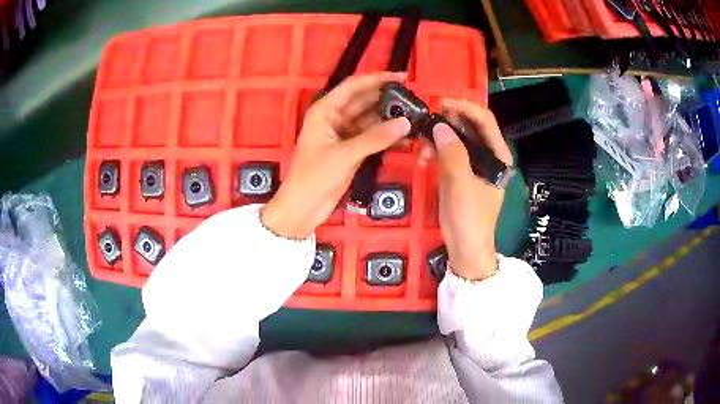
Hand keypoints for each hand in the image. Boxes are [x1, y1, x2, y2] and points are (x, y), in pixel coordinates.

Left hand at [261, 72, 411, 238]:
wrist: (303, 208)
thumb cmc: (314, 177)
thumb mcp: (344, 155)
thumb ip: (375, 138)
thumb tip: (405, 123)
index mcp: (325, 110)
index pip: (354, 86)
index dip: (378, 79)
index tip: (403, 77)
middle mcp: (335, 117)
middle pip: (365, 101)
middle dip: (388, 99)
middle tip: (415, 100)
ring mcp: (344, 133)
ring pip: (371, 120)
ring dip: (390, 119)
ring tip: (416, 118)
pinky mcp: (351, 149)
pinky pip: (372, 137)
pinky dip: (386, 137)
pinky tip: (405, 138)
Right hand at [429, 99, 512, 279]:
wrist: (464, 248)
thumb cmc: (470, 218)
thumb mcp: (461, 185)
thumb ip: (453, 154)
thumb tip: (439, 126)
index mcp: (498, 156)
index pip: (485, 121)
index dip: (466, 107)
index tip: (442, 102)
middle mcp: (487, 155)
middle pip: (469, 127)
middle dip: (447, 122)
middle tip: (425, 120)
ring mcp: (472, 164)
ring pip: (455, 139)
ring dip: (437, 138)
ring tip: (420, 147)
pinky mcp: (459, 173)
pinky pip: (446, 153)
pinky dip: (434, 152)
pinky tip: (422, 159)